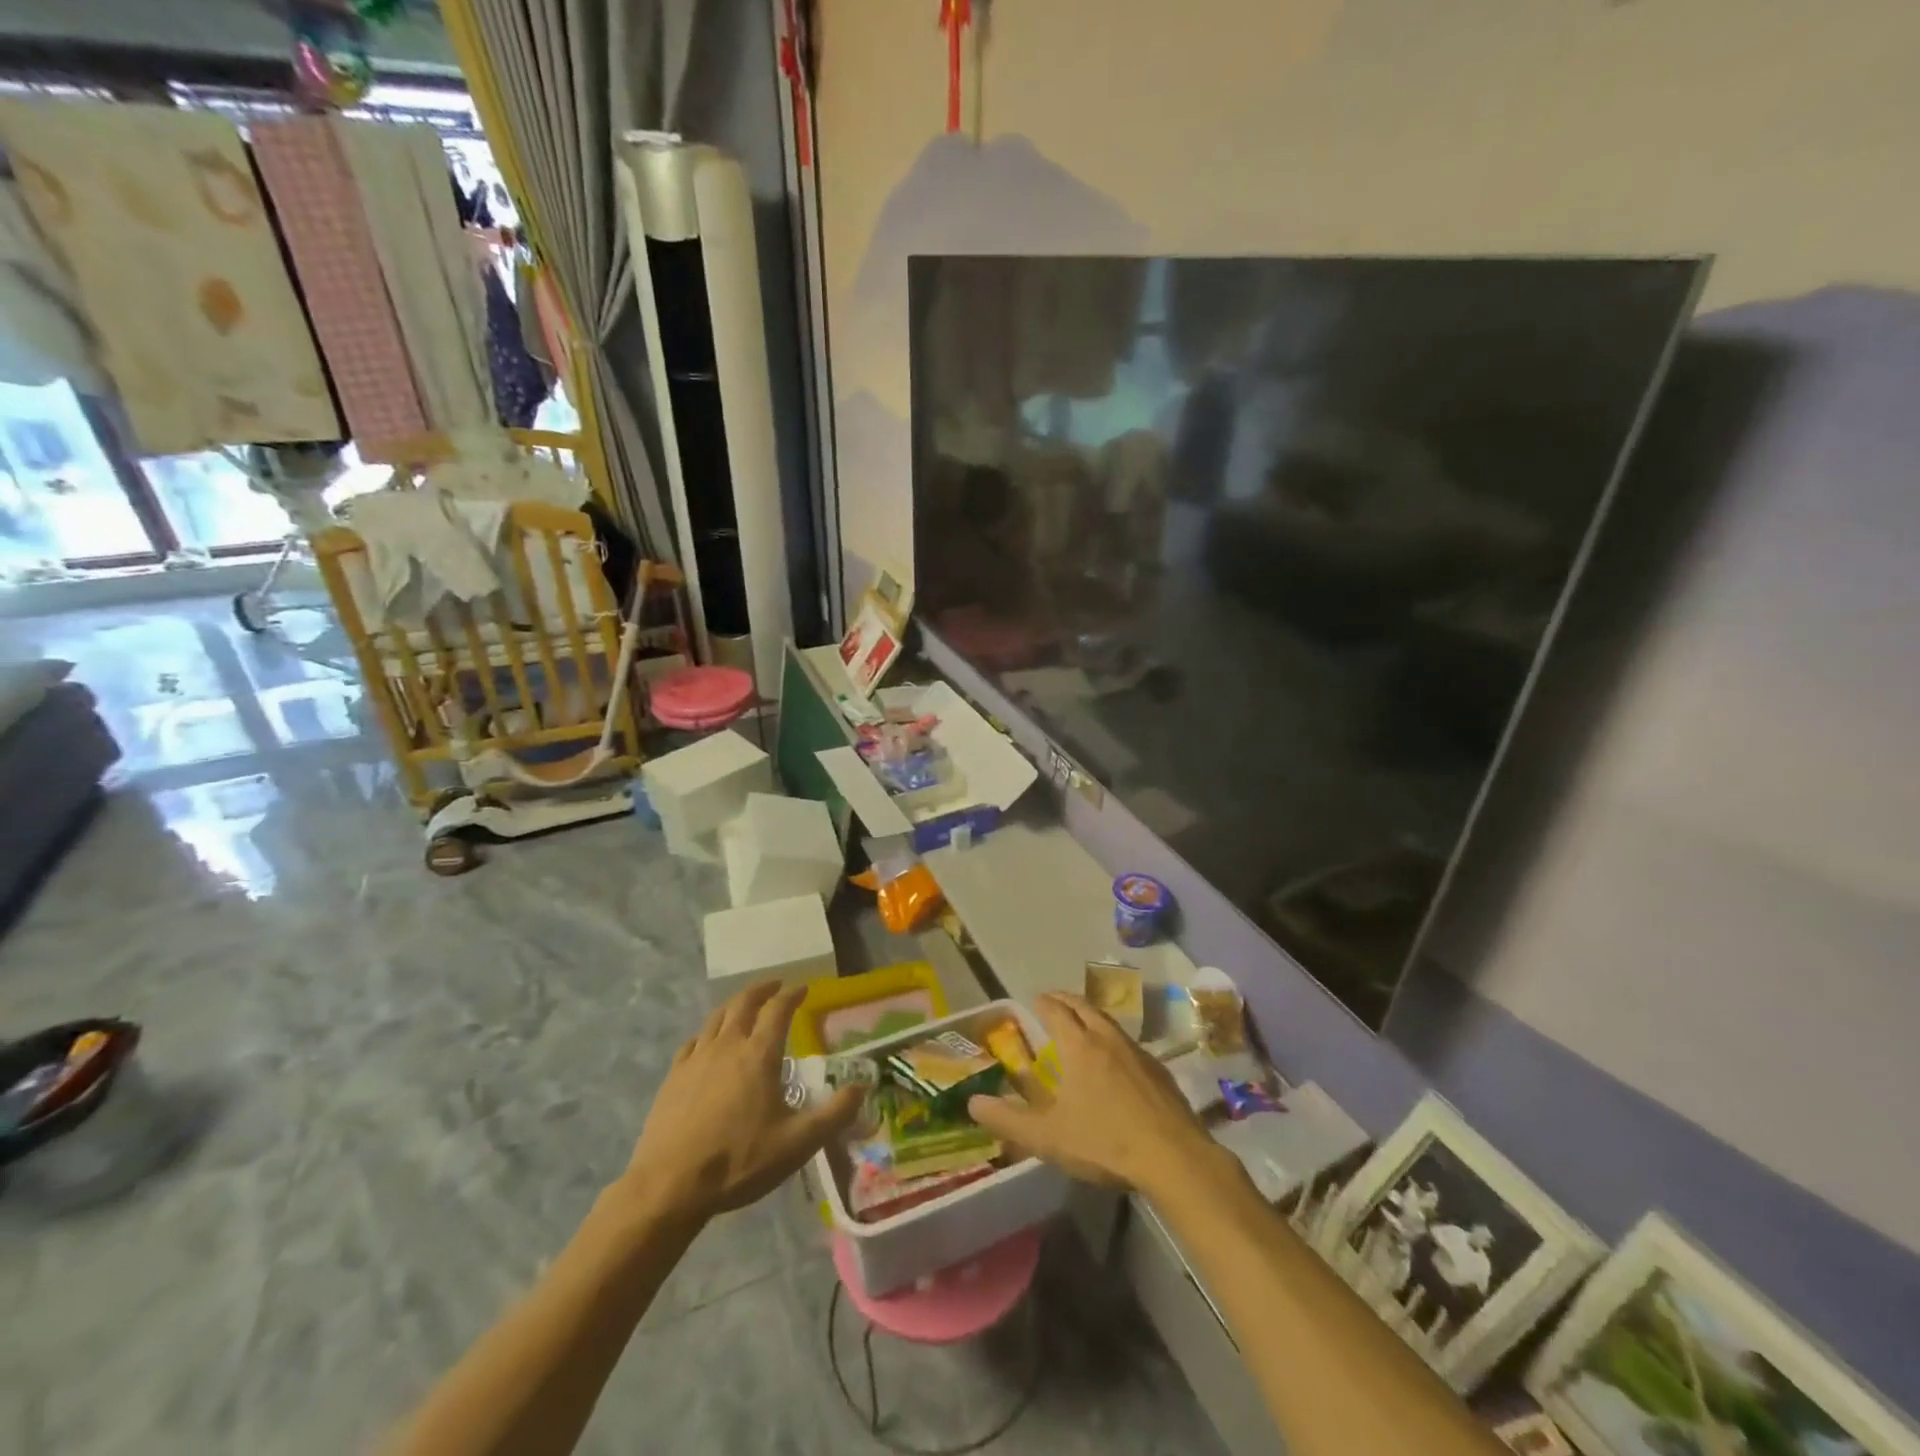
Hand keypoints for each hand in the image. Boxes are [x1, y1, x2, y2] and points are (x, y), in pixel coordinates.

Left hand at [617, 982, 862, 1225]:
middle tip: (776, 986)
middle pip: (744, 1002)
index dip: (793, 995)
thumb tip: (862, 1088)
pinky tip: (708, 1043)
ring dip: (735, 1005)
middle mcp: (728, 1045)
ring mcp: (696, 1058)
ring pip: (717, 1017)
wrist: (669, 1186)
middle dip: (763, 989)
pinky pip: (693, 1041)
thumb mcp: (797, 1143)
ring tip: (744, 1006)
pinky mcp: (673, 1076)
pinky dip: (707, 1033)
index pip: (779, 1010)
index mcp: (759, 1054)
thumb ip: (834, 1114)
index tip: (804, 988)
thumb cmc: (739, 1161)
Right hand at [968, 992, 1218, 1194]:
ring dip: (1092, 1016)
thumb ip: (1007, 1119)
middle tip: (1054, 1001)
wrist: (1173, 1157)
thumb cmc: (1104, 1142)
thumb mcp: (1047, 1137)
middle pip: (1084, 1007)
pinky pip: (1129, 1043)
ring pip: (1109, 1022)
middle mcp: (1107, 1039)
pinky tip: (1116, 1059)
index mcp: (1079, 1046)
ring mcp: (1138, 1052)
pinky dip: (1113, 1039)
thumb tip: (972, 1102)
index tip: (1034, 999)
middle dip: (1066, 1001)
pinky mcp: (1159, 1071)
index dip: (1044, 1003)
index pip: (1056, 1011)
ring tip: (1082, 1023)